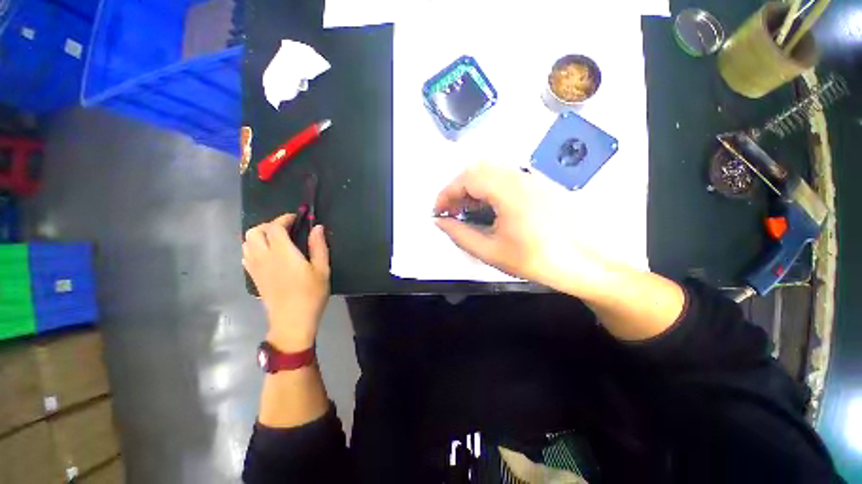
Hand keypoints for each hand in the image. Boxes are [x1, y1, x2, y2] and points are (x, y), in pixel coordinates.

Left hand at [243, 214, 329, 351]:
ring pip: (246, 243)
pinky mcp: (253, 278)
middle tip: (286, 229)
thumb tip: (318, 227)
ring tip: (276, 240)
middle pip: (254, 231)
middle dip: (269, 225)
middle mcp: (264, 257)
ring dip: (259, 235)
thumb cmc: (311, 294)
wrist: (292, 321)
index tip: (296, 218)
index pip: (275, 227)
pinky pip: (246, 255)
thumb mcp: (322, 269)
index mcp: (282, 253)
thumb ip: (319, 246)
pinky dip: (253, 248)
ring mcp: (255, 268)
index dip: (284, 218)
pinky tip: (268, 254)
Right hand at [434, 163, 606, 290]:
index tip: (437, 212)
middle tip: (451, 212)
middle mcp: (520, 176)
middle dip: (458, 189)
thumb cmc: (535, 260)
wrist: (584, 264)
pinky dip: (488, 189)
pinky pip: (505, 178)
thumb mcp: (491, 251)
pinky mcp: (538, 185)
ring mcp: (532, 179)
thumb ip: (460, 234)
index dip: (446, 193)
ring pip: (492, 172)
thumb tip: (440, 222)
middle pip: (478, 170)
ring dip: (473, 188)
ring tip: (466, 212)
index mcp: (508, 191)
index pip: (467, 178)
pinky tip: (488, 209)